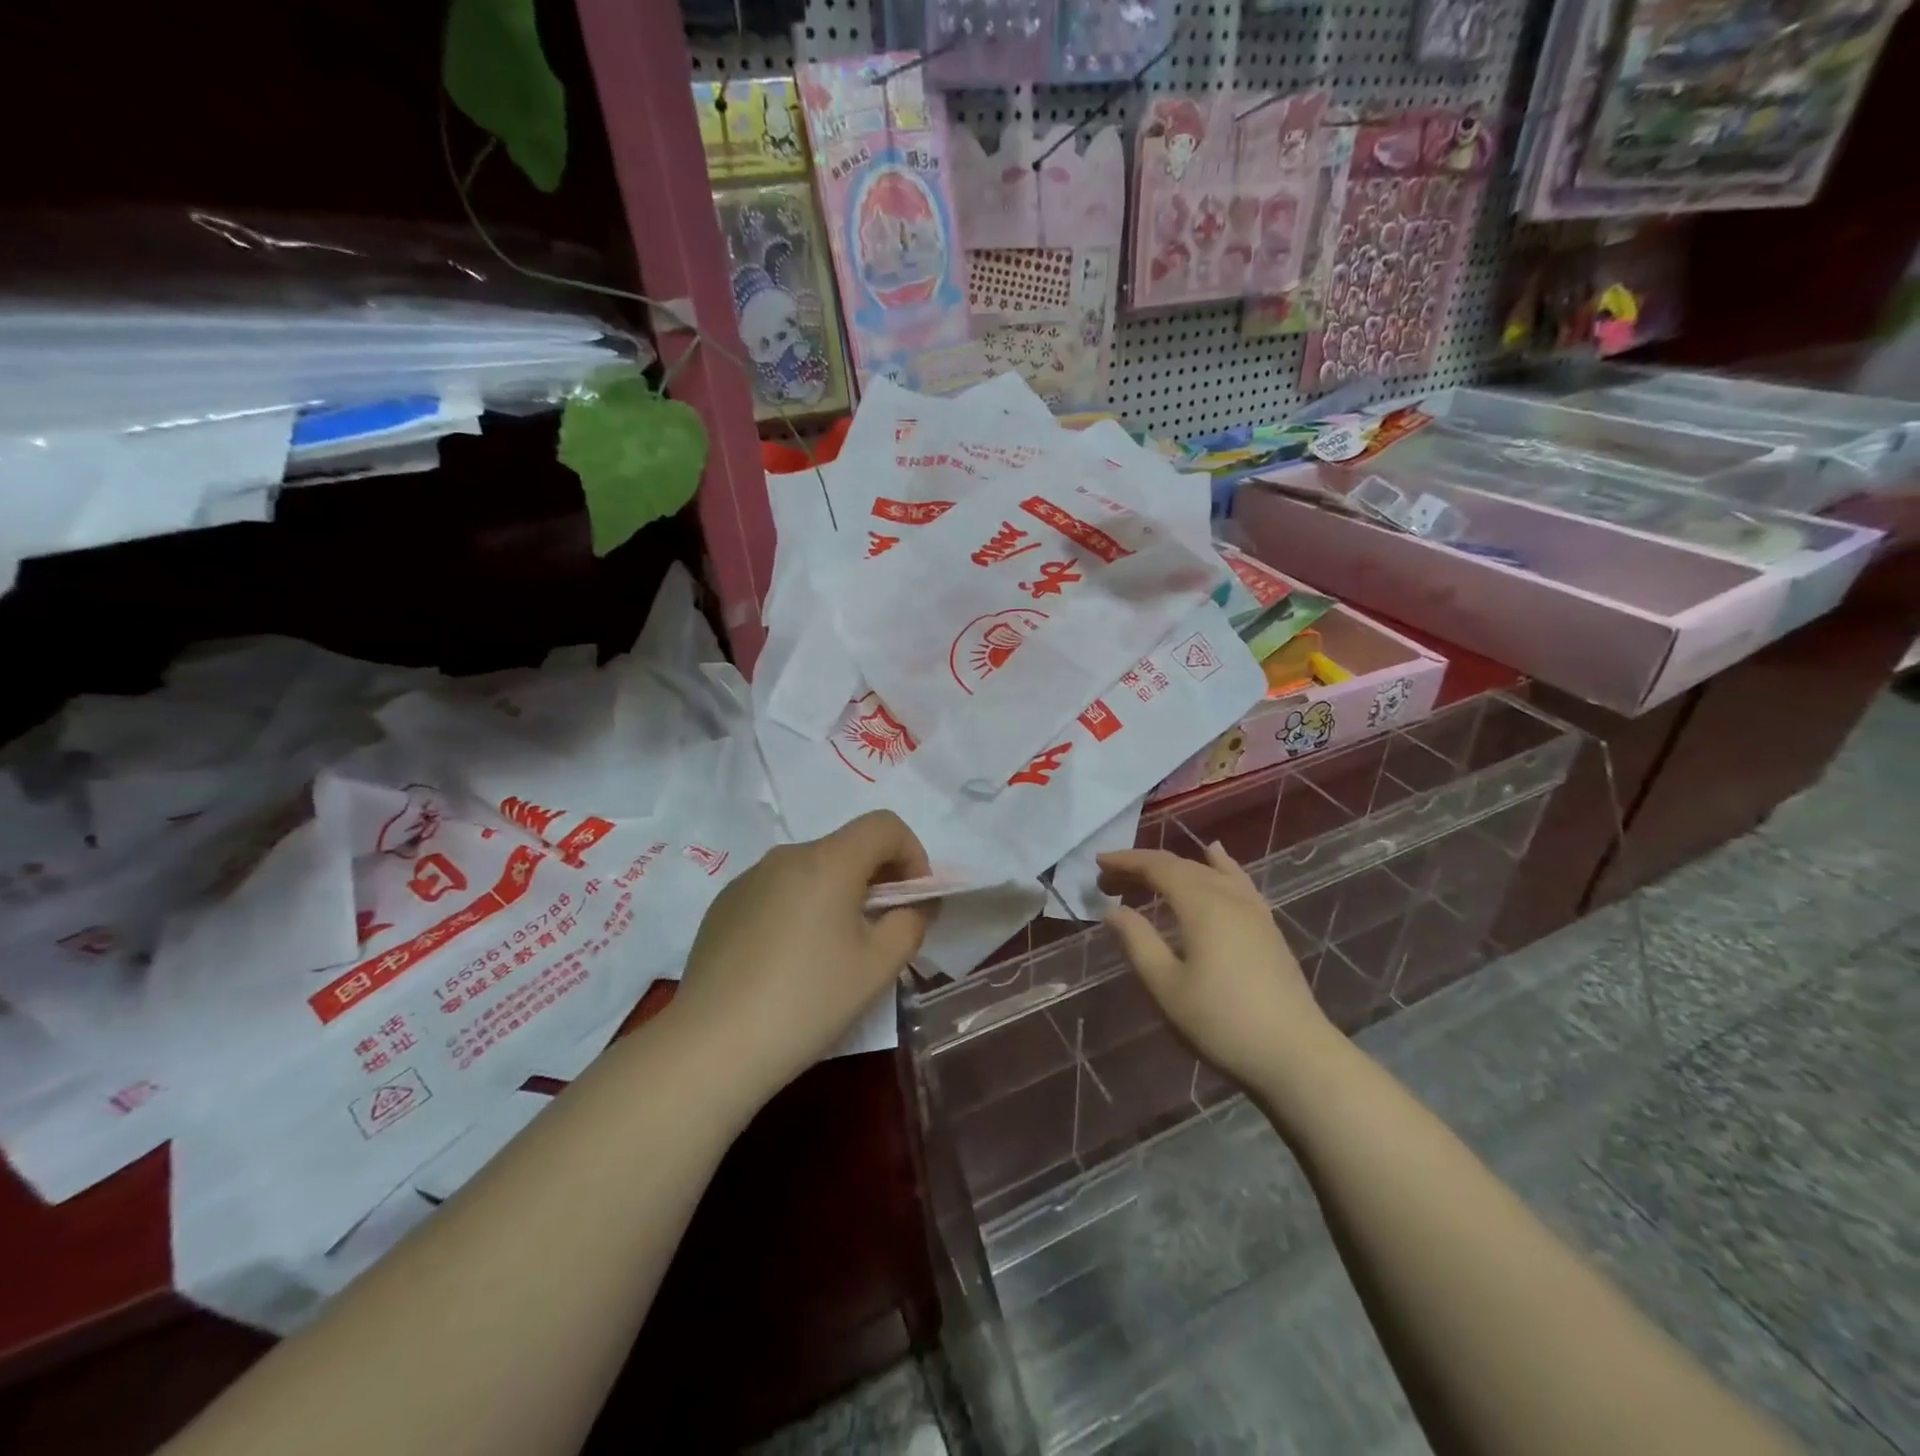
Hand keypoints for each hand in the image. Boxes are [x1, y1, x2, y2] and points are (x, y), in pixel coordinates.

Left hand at [671, 811, 932, 1114]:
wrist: (713, 1046)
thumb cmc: (808, 1001)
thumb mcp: (878, 966)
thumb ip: (911, 922)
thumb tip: (916, 904)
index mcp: (827, 861)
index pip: (884, 826)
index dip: (912, 854)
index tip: (914, 900)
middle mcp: (786, 856)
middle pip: (847, 847)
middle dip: (877, 878)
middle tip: (882, 929)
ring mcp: (748, 878)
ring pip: (811, 869)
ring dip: (837, 893)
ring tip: (834, 950)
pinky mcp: (724, 905)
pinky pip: (778, 890)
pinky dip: (800, 908)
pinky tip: (789, 960)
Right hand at [1097, 844, 1336, 1093]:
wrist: (1295, 1054)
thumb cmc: (1221, 1021)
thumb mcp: (1166, 985)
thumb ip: (1137, 941)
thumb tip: (1113, 910)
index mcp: (1201, 904)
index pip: (1158, 867)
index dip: (1126, 861)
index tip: (1098, 864)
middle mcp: (1228, 895)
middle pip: (1181, 865)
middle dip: (1143, 867)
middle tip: (1110, 881)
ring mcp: (1253, 909)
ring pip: (1208, 871)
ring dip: (1174, 868)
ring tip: (1148, 874)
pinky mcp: (1267, 925)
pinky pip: (1235, 879)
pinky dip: (1217, 864)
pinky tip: (1215, 855)